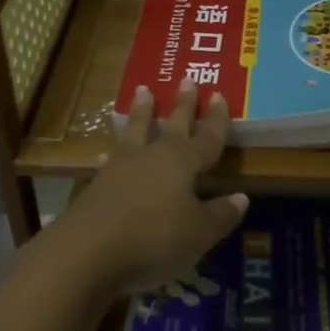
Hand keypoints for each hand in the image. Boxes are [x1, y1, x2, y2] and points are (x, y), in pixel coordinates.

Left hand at [46, 81, 248, 294]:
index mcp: (183, 162)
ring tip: (142, 91)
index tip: (219, 95)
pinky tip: (107, 154)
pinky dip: (113, 154)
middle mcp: (153, 156)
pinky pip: (111, 160)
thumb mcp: (199, 233)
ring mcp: (121, 168)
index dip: (216, 119)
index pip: (207, 136)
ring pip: (135, 131)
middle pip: (172, 125)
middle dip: (182, 104)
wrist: (87, 252)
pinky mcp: (97, 185)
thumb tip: (241, 197)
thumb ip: (221, 214)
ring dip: (141, 112)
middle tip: (186, 78)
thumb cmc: (155, 238)